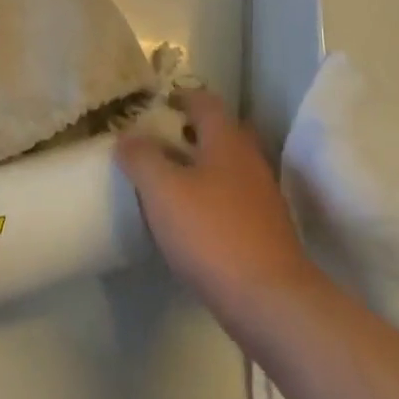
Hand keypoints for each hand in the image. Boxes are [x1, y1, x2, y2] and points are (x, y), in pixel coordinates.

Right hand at [117, 90, 321, 333]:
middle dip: (191, 131)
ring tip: (168, 180)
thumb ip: (142, 158)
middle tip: (158, 140)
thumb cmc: (213, 233)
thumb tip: (127, 136)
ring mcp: (263, 197)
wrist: (271, 302)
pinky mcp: (266, 231)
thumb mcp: (163, 191)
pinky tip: (191, 219)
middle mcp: (250, 160)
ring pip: (228, 167)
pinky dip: (212, 198)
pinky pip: (233, 199)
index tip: (155, 103)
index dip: (180, 97)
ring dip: (201, 166)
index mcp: (227, 140)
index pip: (205, 101)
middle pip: (220, 132)